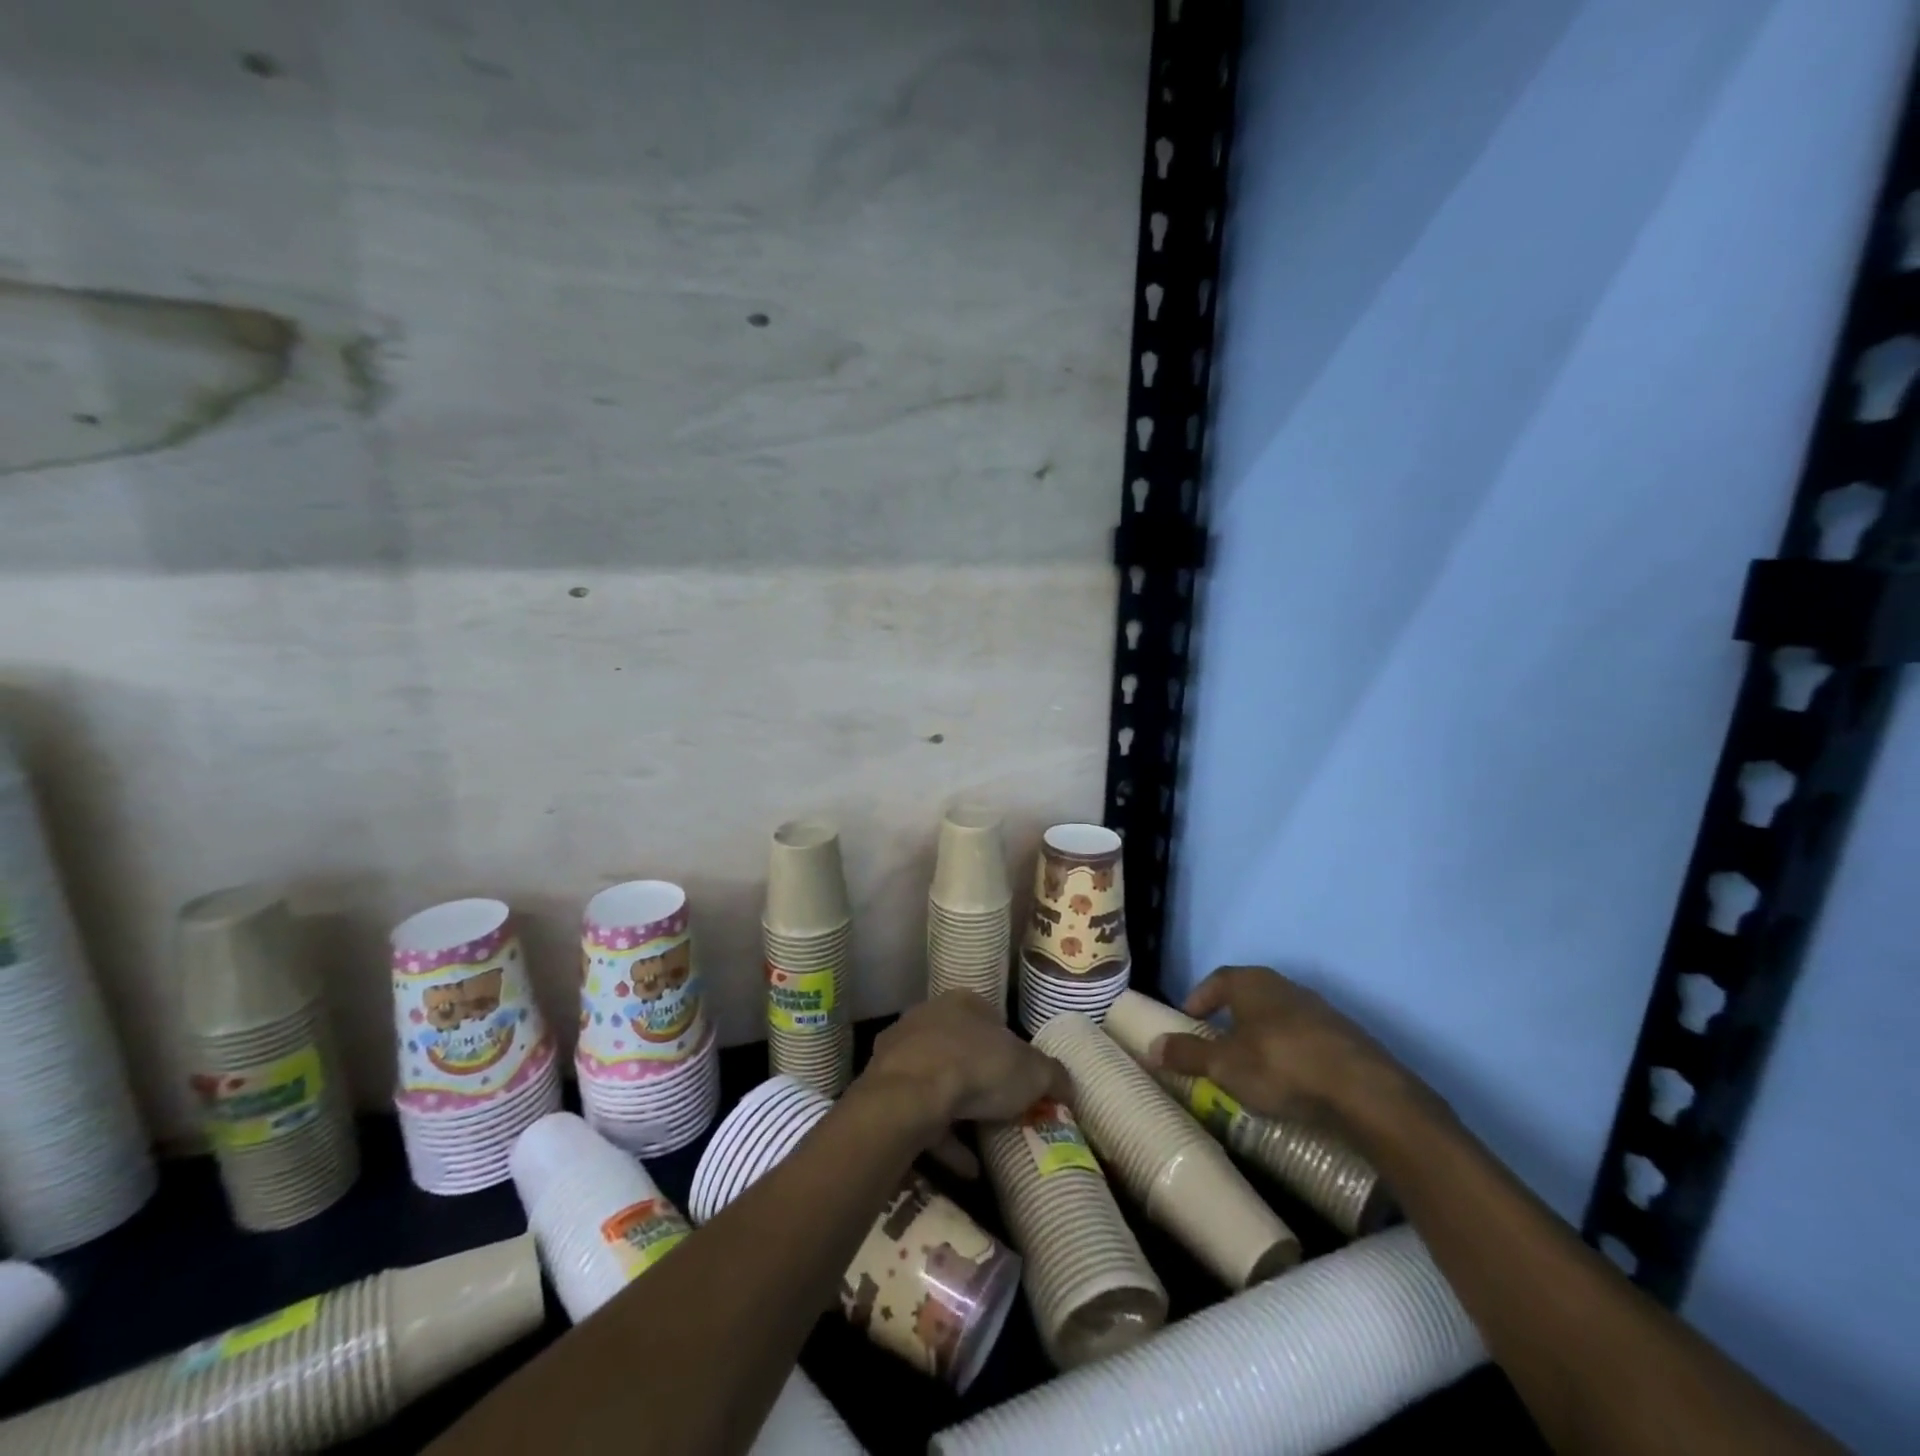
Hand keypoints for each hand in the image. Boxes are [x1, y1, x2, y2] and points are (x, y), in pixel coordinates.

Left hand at [860, 991, 1072, 1153]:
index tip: (1022, 1080)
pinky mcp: (882, 1085)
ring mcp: (902, 1050)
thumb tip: (1067, 1086)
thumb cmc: (976, 1068)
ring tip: (985, 1147)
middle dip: (980, 1078)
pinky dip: (941, 1138)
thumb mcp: (1032, 1072)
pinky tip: (964, 1167)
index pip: (991, 1019)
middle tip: (1003, 1111)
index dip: (1009, 1049)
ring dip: (958, 1112)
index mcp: (964, 1002)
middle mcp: (929, 1017)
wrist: (908, 1095)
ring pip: (937, 1079)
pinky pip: (919, 1112)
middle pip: (961, 1048)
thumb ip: (1053, 1076)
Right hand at [1149, 966, 1434, 1135]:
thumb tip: (1151, 1047)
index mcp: (1251, 982)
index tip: (1188, 1021)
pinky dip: (1290, 1054)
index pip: (1216, 980)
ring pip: (1278, 1018)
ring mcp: (1319, 1010)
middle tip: (1215, 1045)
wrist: (1364, 1091)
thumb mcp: (1224, 1065)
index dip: (1199, 999)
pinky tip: (1288, 1081)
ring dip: (1261, 1037)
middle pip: (1248, 996)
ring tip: (1250, 1068)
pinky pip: (1305, 1040)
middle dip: (1229, 1018)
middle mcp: (1284, 986)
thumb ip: (1187, 1054)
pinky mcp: (1345, 1038)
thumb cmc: (1280, 1065)